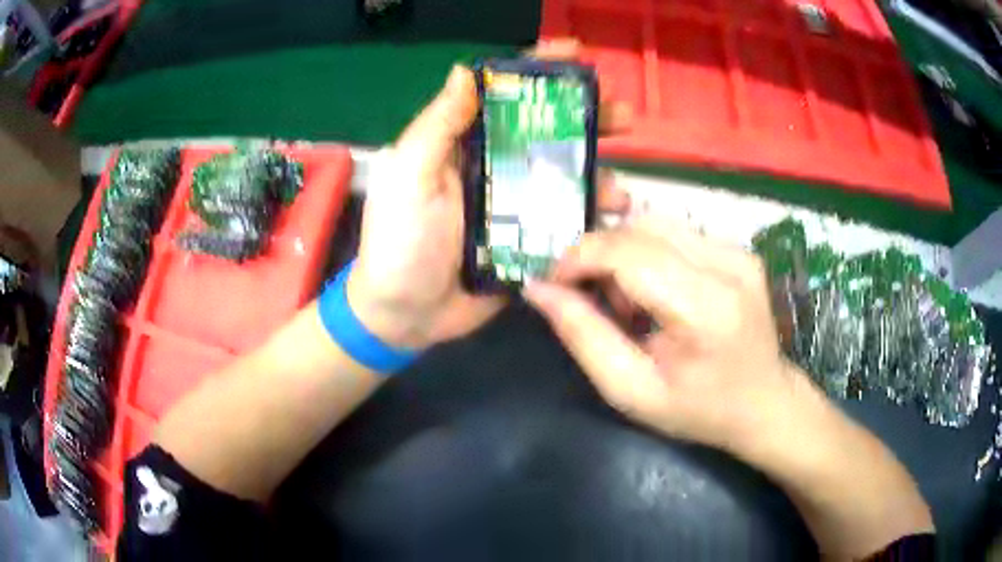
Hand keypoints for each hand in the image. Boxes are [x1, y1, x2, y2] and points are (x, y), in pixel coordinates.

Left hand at [347, 40, 630, 348]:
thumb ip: (436, 127)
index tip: (575, 54)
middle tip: (622, 115)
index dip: (538, 71)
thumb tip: (463, 71)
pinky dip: (592, 218)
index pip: (503, 95)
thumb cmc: (399, 244)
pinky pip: (567, 221)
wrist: (406, 316)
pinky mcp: (530, 242)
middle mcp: (494, 167)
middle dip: (587, 118)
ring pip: (565, 177)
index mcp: (463, 145)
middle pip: (546, 131)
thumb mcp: (409, 179)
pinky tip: (610, 222)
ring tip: (619, 188)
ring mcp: (515, 206)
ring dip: (598, 174)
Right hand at [524, 217, 806, 451]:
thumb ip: (583, 336)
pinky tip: (656, 292)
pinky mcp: (739, 249)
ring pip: (654, 223)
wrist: (764, 403)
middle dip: (598, 257)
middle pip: (638, 228)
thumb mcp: (631, 390)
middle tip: (593, 302)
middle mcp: (728, 264)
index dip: (578, 259)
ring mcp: (738, 251)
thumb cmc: (698, 410)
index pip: (628, 252)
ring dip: (623, 254)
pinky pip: (675, 232)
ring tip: (628, 303)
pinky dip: (649, 254)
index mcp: (706, 308)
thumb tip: (537, 290)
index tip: (553, 285)